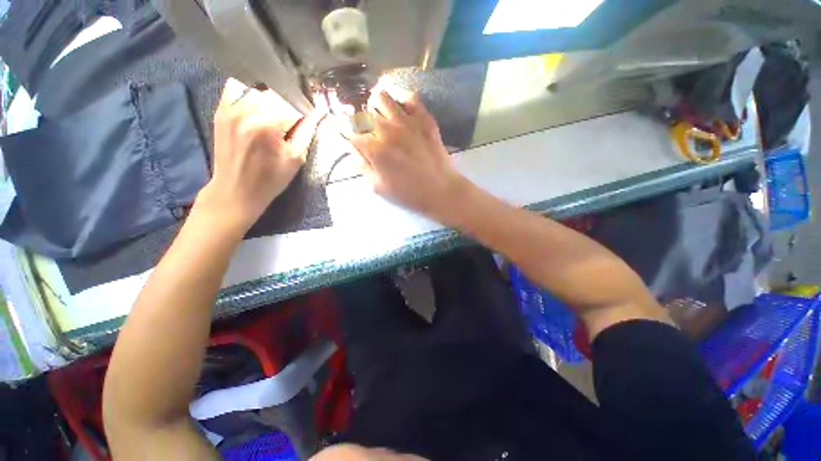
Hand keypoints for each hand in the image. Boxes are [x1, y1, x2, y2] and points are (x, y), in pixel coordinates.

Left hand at [196, 79, 324, 231]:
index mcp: (268, 125)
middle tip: (294, 123)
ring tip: (276, 118)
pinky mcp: (221, 110)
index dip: (306, 113)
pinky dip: (250, 92)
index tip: (311, 120)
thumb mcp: (296, 159)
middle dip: (290, 107)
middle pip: (278, 95)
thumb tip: (320, 113)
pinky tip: (257, 108)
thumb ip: (307, 132)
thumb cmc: (270, 180)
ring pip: (261, 90)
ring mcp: (231, 108)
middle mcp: (247, 111)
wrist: (236, 190)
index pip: (295, 106)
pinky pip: (237, 88)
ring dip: (273, 101)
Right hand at [348, 89, 467, 219]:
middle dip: (358, 120)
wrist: (441, 191)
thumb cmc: (409, 194)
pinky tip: (400, 110)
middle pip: (362, 112)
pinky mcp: (424, 118)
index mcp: (373, 149)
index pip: (347, 131)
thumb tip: (353, 150)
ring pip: (381, 96)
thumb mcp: (378, 188)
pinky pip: (409, 97)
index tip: (342, 133)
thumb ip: (362, 166)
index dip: (341, 131)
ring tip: (380, 116)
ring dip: (375, 105)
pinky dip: (400, 99)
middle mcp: (386, 129)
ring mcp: (406, 121)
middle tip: (365, 130)